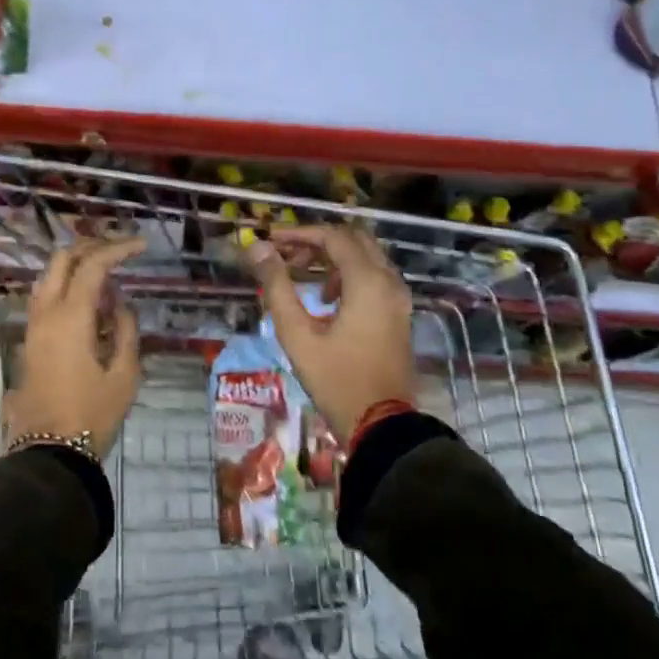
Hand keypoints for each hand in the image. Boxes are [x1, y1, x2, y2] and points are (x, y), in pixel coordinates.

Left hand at [4, 236, 145, 455]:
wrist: (49, 452)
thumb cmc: (92, 415)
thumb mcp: (124, 375)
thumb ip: (125, 331)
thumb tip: (120, 306)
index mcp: (70, 316)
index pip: (93, 265)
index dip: (118, 249)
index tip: (141, 247)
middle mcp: (46, 312)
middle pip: (62, 259)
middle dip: (92, 247)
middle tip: (120, 251)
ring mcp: (33, 325)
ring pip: (50, 276)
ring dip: (76, 265)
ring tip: (107, 275)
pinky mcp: (30, 340)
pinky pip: (46, 297)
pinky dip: (67, 286)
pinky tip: (89, 302)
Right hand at [247, 225, 414, 440]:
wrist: (382, 424)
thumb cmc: (336, 379)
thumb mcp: (297, 334)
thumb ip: (277, 287)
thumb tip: (259, 249)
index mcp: (368, 282)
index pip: (334, 237)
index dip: (300, 233)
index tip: (271, 241)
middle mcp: (389, 281)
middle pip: (354, 240)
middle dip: (317, 241)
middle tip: (286, 255)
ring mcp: (398, 298)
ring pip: (366, 257)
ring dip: (333, 257)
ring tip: (301, 275)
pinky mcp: (398, 313)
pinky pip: (374, 276)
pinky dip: (349, 274)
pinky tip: (326, 298)